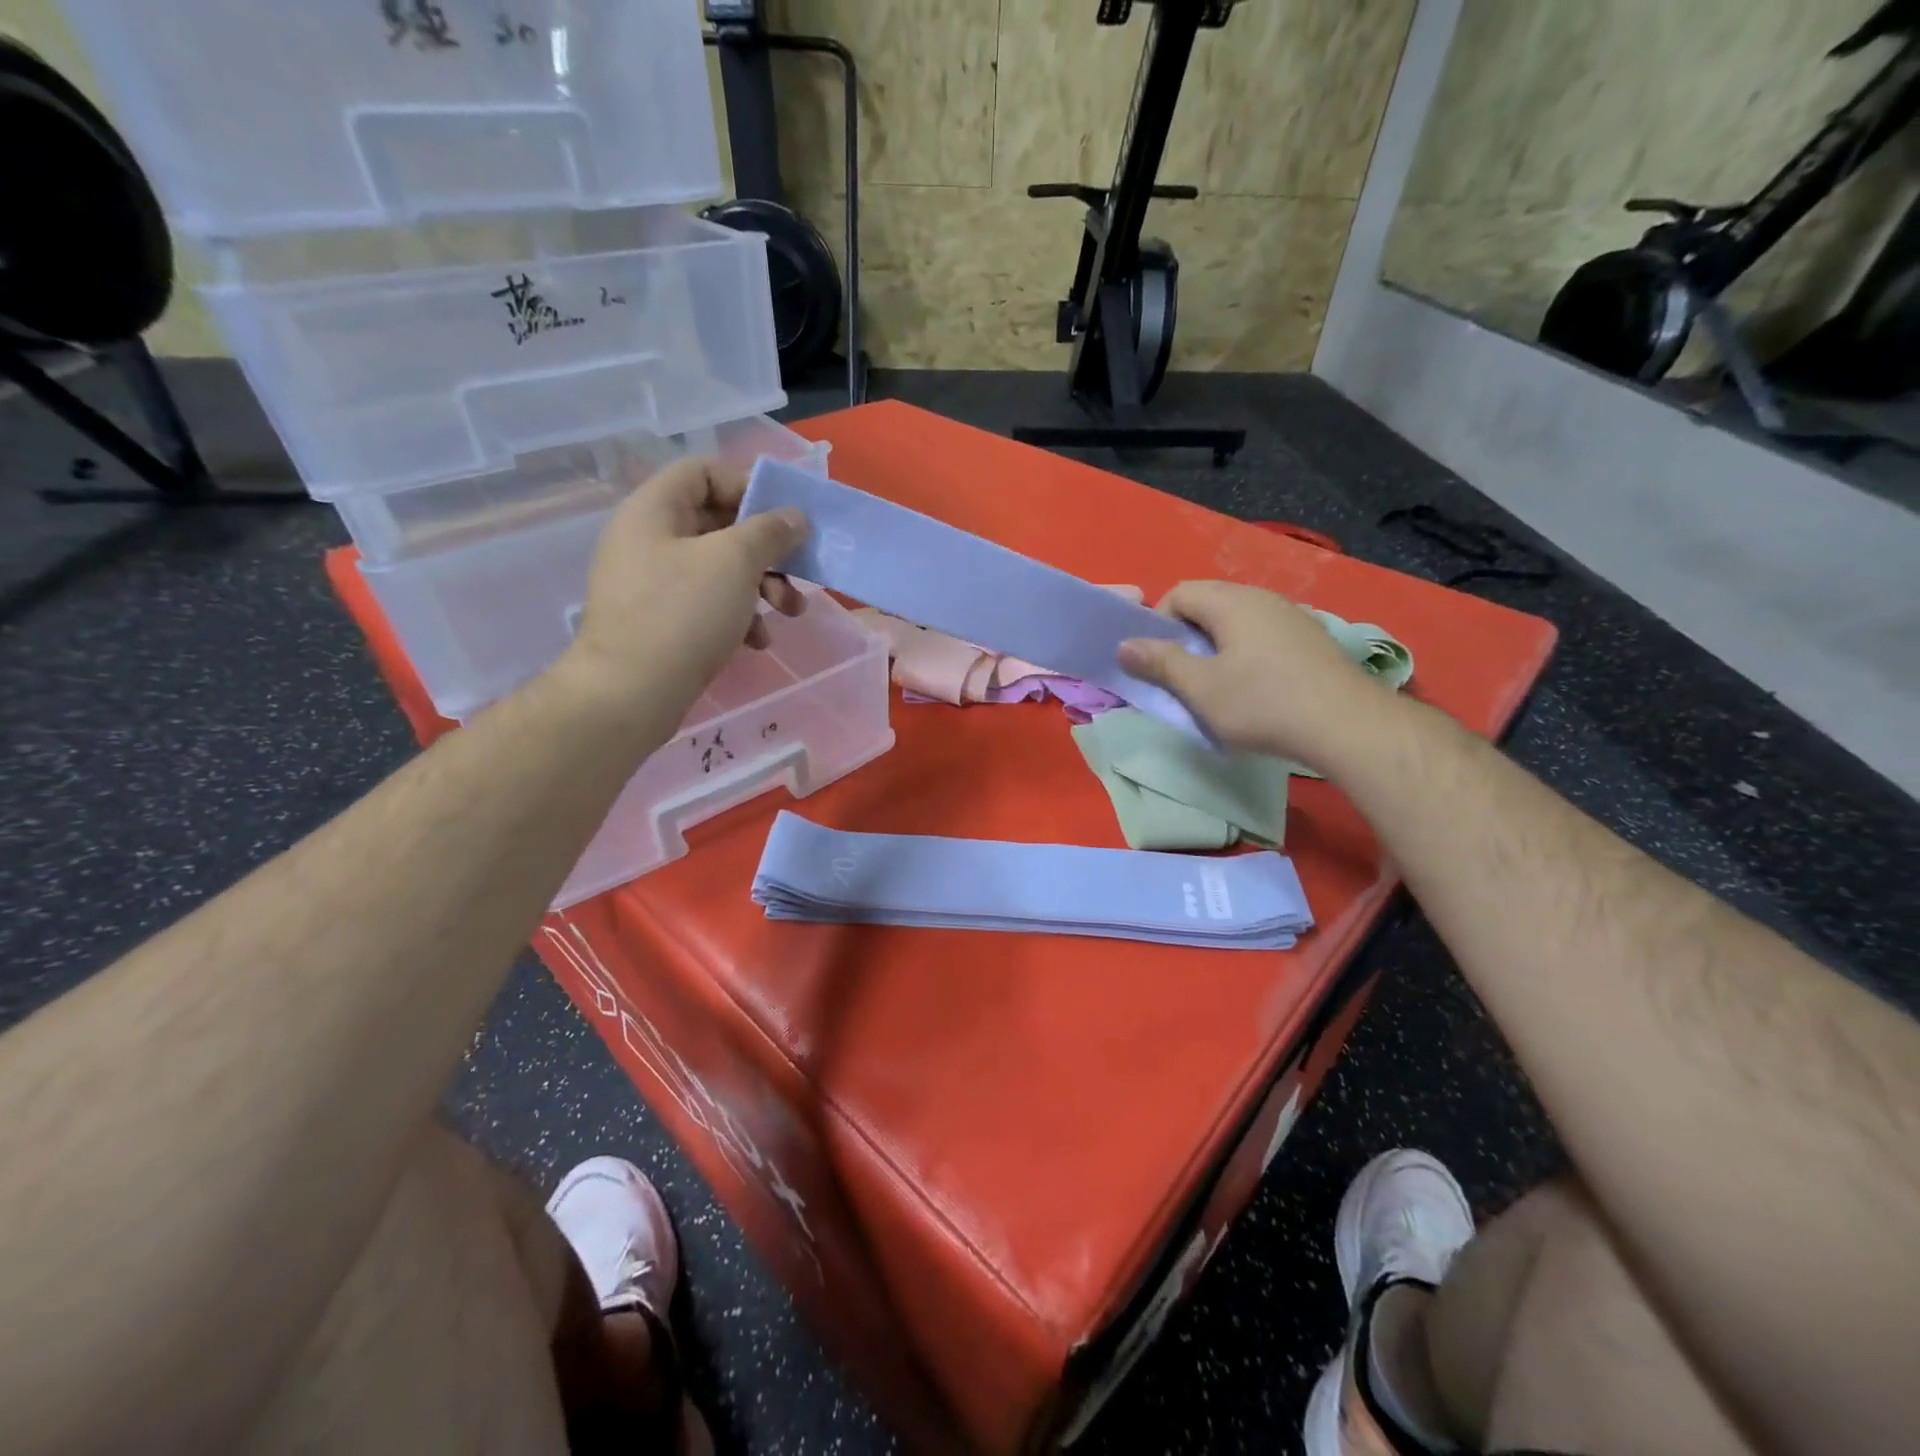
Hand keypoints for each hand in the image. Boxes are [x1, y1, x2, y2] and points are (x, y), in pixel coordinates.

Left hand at [555, 457, 807, 721]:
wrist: (630, 694)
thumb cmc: (683, 614)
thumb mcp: (734, 561)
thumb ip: (769, 531)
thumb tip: (794, 517)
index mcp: (654, 510)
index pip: (703, 472)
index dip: (747, 484)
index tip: (785, 513)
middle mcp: (649, 540)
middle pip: (718, 524)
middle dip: (767, 548)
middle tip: (800, 569)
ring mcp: (653, 584)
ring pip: (720, 569)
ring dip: (762, 585)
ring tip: (790, 613)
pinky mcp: (662, 622)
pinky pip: (708, 604)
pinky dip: (739, 616)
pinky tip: (758, 642)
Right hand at [1118, 581, 1388, 768]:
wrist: (1347, 725)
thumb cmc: (1262, 703)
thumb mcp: (1200, 688)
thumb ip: (1160, 663)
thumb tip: (1124, 645)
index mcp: (1230, 601)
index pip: (1179, 593)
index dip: (1158, 624)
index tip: (1159, 662)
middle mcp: (1261, 597)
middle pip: (1208, 603)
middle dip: (1187, 636)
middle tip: (1183, 676)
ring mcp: (1291, 615)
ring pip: (1237, 620)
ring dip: (1216, 646)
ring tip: (1217, 685)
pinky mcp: (1311, 638)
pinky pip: (1263, 634)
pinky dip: (1246, 653)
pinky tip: (1256, 687)